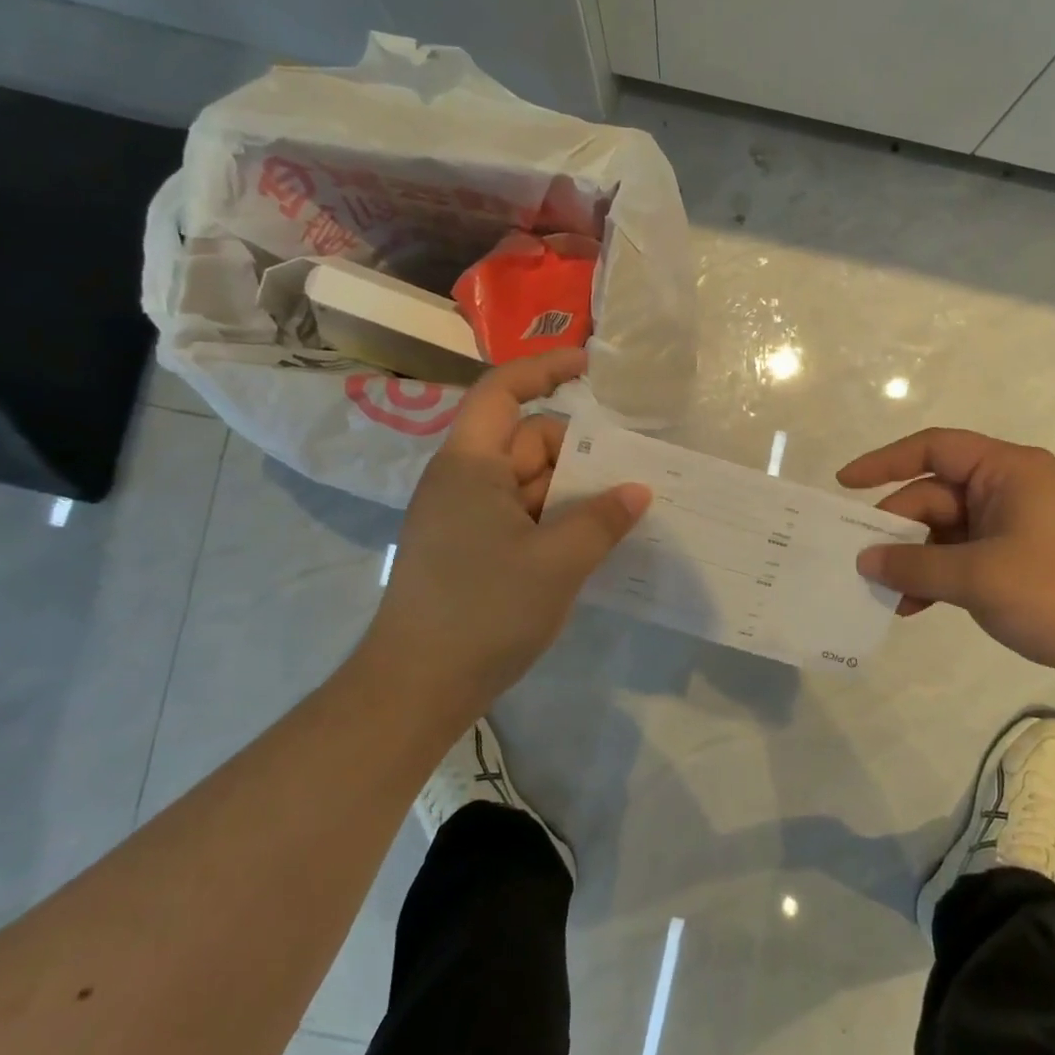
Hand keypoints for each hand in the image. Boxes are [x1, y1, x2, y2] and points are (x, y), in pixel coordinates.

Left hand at [346, 350, 649, 724]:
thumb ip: (601, 520)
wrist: (416, 687)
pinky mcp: (469, 549)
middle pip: (527, 441)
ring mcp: (464, 517)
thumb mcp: (556, 563)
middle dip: (578, 452)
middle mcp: (463, 481)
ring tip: (623, 511)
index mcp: (470, 465)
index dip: (546, 369)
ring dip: (572, 492)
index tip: (592, 367)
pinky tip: (591, 543)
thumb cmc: (483, 612)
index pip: (503, 392)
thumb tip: (637, 490)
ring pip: (528, 483)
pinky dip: (555, 521)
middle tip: (632, 473)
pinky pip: (521, 516)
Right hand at [838, 428, 1054, 695]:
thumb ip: (916, 565)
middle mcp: (1012, 489)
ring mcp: (1021, 527)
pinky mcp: (1027, 561)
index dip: (884, 462)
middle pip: (936, 495)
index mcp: (1006, 471)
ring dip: (917, 560)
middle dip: (897, 528)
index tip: (844, 486)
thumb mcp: (979, 577)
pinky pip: (969, 557)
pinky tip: (917, 608)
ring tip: (885, 595)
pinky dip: (942, 577)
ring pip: (950, 531)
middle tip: (861, 563)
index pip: (933, 448)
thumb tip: (864, 559)